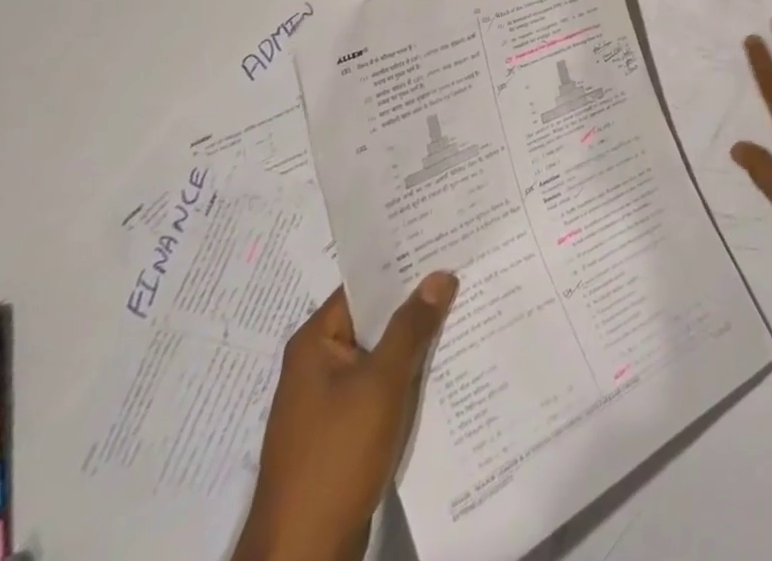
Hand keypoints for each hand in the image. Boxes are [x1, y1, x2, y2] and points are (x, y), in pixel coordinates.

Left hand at [234, 276, 457, 560]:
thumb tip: (440, 274)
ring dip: (417, 338)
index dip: (404, 263)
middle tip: (466, 270)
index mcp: (315, 342)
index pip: (365, 284)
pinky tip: (448, 361)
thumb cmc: (336, 456)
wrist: (304, 555)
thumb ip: (411, 326)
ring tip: (467, 307)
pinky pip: (383, 383)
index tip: (446, 241)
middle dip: (418, 300)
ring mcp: (331, 398)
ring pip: (383, 352)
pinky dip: (410, 372)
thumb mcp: (381, 383)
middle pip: (375, 317)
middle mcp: (319, 363)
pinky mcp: (345, 428)